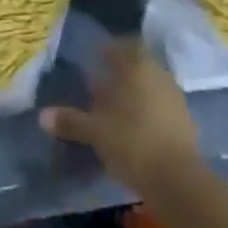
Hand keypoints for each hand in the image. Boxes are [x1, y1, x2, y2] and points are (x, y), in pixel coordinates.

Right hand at [40, 38, 203, 196]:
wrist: (178, 181)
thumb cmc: (132, 143)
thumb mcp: (95, 132)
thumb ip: (71, 121)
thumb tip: (42, 115)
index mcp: (137, 67)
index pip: (122, 46)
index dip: (107, 50)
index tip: (93, 58)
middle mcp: (158, 75)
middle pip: (136, 66)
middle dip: (118, 74)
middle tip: (98, 86)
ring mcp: (175, 98)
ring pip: (149, 87)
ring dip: (132, 94)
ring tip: (113, 110)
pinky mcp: (185, 122)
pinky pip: (159, 107)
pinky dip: (146, 112)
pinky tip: (133, 129)